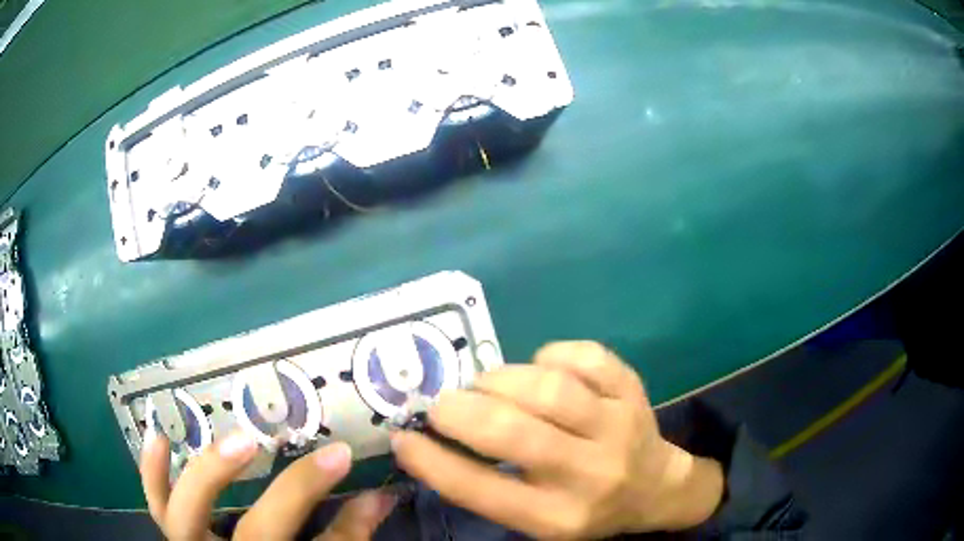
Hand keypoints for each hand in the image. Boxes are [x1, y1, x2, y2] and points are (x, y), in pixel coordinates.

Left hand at [140, 432, 394, 539]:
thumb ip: (346, 537)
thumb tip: (379, 496)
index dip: (342, 515)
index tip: (344, 456)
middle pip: (258, 534)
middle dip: (287, 495)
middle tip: (322, 461)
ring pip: (187, 517)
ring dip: (208, 476)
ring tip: (237, 441)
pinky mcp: (175, 533)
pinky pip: (156, 503)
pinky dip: (153, 472)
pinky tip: (160, 434)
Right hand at [392, 341, 724, 538]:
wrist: (656, 488)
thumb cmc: (586, 508)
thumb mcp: (537, 518)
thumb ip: (490, 487)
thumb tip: (432, 440)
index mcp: (557, 517)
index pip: (482, 491)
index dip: (432, 462)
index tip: (402, 437)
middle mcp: (589, 475)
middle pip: (514, 434)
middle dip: (461, 412)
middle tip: (441, 404)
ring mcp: (617, 428)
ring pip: (549, 390)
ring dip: (501, 379)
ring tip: (486, 384)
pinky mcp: (633, 392)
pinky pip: (587, 357)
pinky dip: (551, 354)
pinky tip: (541, 367)